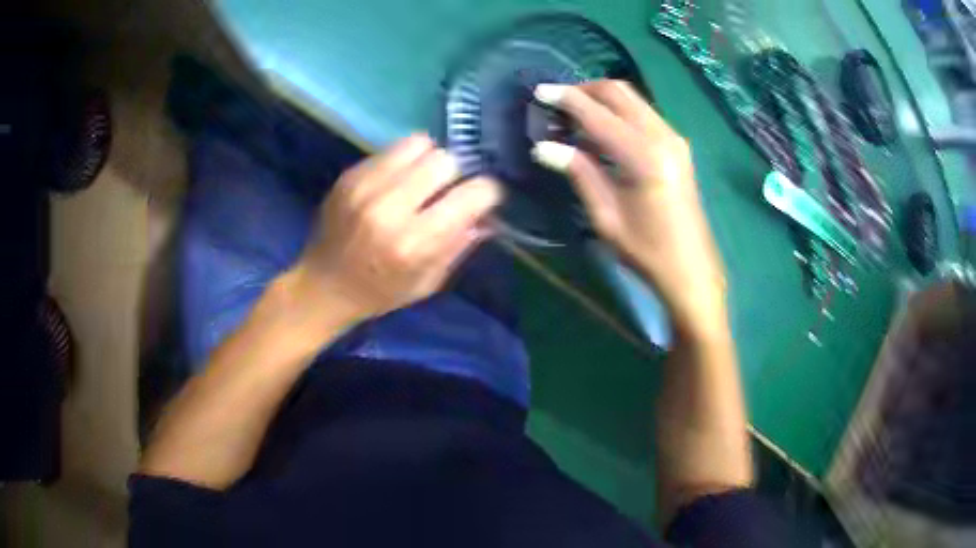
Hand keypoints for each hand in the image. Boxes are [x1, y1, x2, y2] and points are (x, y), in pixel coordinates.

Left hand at [293, 135, 501, 324]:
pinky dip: (404, 160)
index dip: (485, 194)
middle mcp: (390, 209)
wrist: (322, 285)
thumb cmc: (379, 293)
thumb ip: (459, 246)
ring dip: (429, 160)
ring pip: (420, 144)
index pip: (472, 195)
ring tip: (422, 180)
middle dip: (455, 175)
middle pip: (445, 161)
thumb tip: (487, 215)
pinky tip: (396, 180)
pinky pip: (392, 149)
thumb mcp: (427, 283)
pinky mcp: (350, 175)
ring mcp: (365, 186)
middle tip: (446, 191)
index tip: (481, 200)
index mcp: (414, 244)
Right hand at [532, 80, 727, 338]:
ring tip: (573, 116)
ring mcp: (674, 138)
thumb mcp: (606, 216)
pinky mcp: (678, 146)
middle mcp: (663, 136)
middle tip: (556, 102)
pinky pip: (643, 113)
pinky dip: (618, 112)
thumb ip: (579, 172)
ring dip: (601, 99)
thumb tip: (543, 146)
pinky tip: (601, 130)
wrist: (692, 269)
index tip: (539, 92)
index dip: (566, 99)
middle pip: (618, 92)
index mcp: (643, 156)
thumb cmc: (647, 251)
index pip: (597, 113)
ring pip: (632, 99)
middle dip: (584, 90)